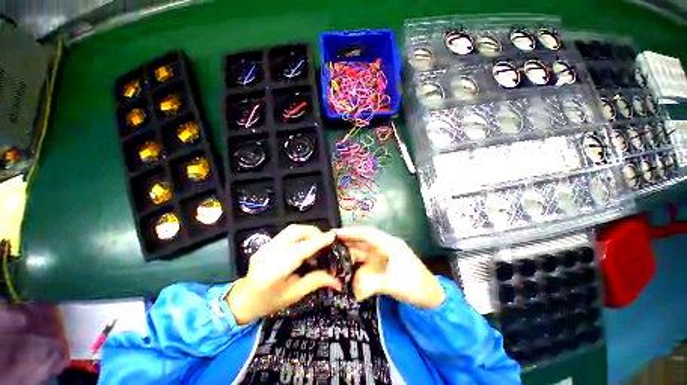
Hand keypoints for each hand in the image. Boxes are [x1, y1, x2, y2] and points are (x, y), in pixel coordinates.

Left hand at [227, 224, 340, 324]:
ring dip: (307, 232)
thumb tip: (337, 280)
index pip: (301, 249)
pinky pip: (287, 233)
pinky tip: (303, 246)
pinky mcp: (266, 244)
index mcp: (275, 270)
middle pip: (295, 231)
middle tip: (324, 241)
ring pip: (291, 230)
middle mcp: (269, 253)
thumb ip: (316, 281)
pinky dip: (299, 235)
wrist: (243, 300)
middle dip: (313, 232)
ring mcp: (265, 246)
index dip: (318, 241)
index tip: (332, 236)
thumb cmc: (269, 302)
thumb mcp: (295, 294)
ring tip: (315, 243)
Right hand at [336, 227, 444, 308]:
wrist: (429, 297)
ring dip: (349, 253)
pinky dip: (354, 264)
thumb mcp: (395, 284)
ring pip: (361, 251)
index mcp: (389, 244)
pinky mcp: (379, 265)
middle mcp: (383, 247)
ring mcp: (381, 256)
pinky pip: (363, 262)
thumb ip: (373, 283)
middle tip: (329, 243)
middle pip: (362, 240)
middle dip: (347, 241)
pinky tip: (345, 268)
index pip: (367, 233)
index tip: (336, 233)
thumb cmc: (415, 285)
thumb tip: (354, 288)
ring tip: (333, 256)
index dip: (351, 232)